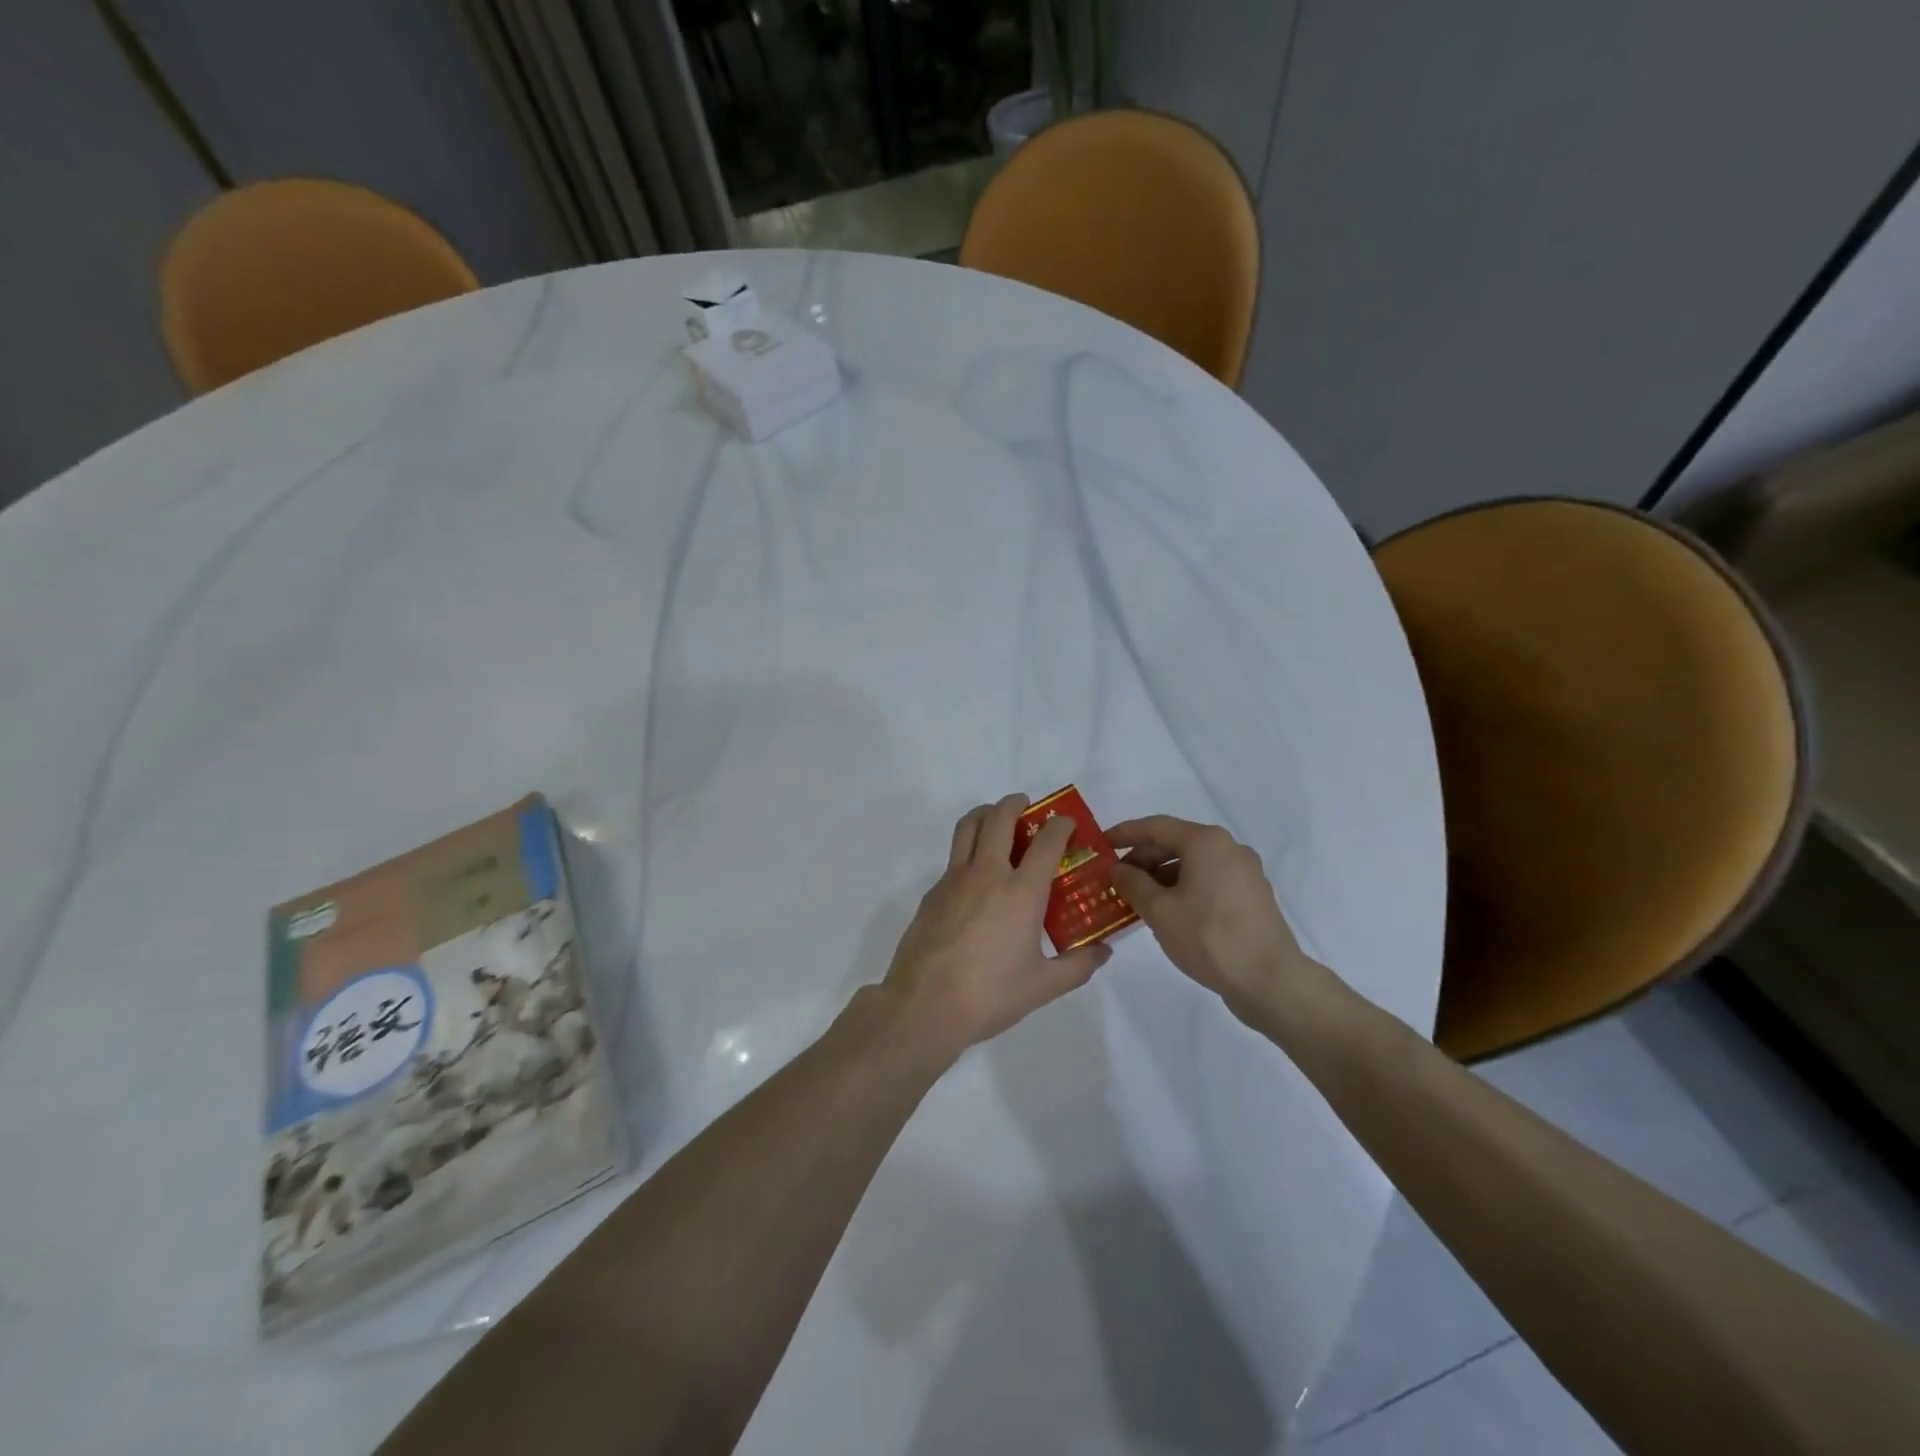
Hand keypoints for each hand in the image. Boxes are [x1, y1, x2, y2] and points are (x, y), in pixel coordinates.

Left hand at [883, 793, 1111, 1060]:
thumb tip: (1104, 952)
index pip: (1047, 841)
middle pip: (1000, 818)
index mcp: (1021, 891)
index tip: (1067, 824)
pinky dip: (968, 852)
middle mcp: (988, 874)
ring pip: (968, 827)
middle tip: (1027, 807)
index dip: (1061, 826)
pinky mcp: (932, 893)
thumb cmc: (991, 994)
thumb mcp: (1043, 986)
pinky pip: (953, 859)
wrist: (925, 1005)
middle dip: (1016, 804)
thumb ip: (1078, 966)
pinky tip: (976, 880)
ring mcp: (955, 880)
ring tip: (996, 820)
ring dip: (985, 814)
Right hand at [1108, 815, 1320, 1018]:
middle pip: (1176, 843)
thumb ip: (1133, 884)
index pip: (1156, 827)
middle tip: (1116, 879)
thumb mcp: (1159, 911)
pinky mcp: (1252, 897)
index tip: (1101, 844)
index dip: (1124, 833)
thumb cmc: (1209, 937)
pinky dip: (1184, 889)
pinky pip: (1209, 881)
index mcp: (1207, 842)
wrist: (1270, 980)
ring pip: (1193, 864)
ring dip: (1162, 877)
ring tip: (1137, 900)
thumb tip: (1118, 869)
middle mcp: (1229, 848)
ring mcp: (1245, 873)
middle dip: (1143, 859)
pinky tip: (1168, 913)